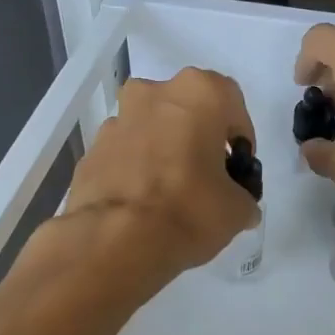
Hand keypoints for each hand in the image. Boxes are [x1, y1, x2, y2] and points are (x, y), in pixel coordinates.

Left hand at [62, 67, 259, 276]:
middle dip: (198, 137)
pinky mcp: (92, 150)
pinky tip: (143, 203)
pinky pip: (124, 153)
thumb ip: (243, 197)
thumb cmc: (189, 210)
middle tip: (207, 175)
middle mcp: (154, 93)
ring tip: (170, 192)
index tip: (238, 167)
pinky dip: (135, 169)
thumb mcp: (237, 210)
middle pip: (186, 110)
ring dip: (163, 150)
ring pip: (151, 128)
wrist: (116, 240)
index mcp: (198, 93)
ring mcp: (117, 120)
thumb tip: (240, 206)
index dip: (239, 138)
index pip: (232, 104)